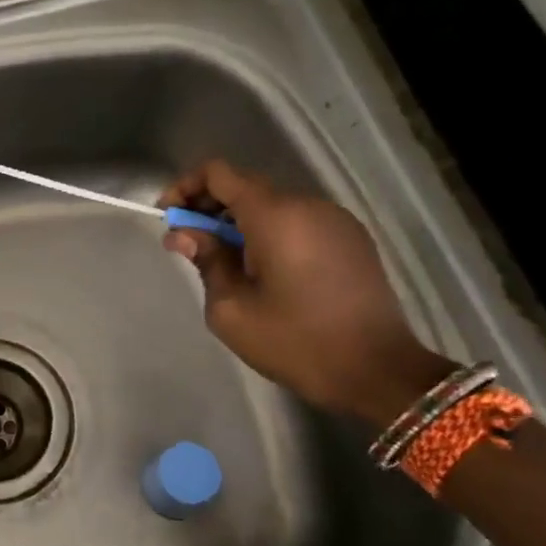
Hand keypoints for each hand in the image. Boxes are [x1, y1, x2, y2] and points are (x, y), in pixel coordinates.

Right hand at [160, 161, 454, 424]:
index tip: (168, 217)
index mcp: (275, 216)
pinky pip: (298, 221)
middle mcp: (307, 205)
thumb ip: (206, 260)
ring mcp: (335, 220)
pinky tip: (263, 270)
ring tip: (225, 262)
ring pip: (273, 204)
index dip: (186, 187)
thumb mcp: (231, 308)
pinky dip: (270, 232)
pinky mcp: (351, 239)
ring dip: (239, 222)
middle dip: (209, 207)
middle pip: (246, 186)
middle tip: (189, 244)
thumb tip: (184, 234)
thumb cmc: (295, 341)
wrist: (377, 372)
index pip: (219, 173)